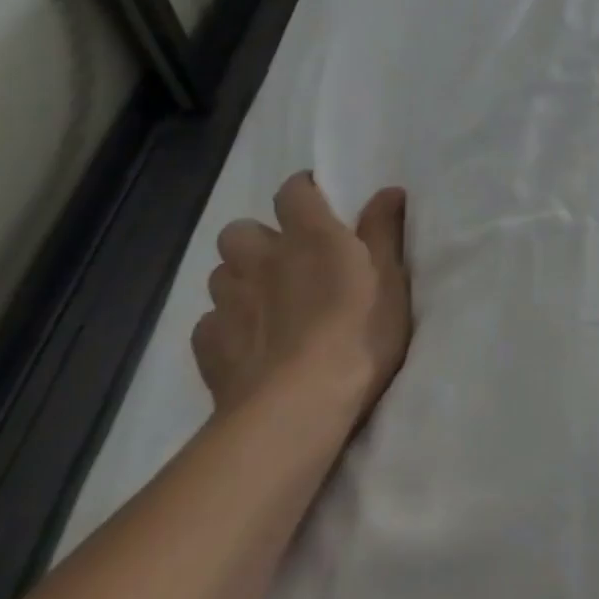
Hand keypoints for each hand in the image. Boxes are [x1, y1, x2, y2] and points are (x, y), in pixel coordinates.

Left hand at [192, 174, 411, 427]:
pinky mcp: (208, 347)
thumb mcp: (390, 279)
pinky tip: (246, 344)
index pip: (293, 191)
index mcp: (309, 235)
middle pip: (240, 231)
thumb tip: (387, 189)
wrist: (297, 409)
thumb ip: (383, 230)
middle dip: (258, 240)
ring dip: (240, 281)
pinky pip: (209, 323)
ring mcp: (229, 303)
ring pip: (221, 275)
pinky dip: (225, 327)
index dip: (303, 192)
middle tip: (286, 261)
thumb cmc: (358, 334)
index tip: (319, 204)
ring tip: (265, 304)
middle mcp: (261, 258)